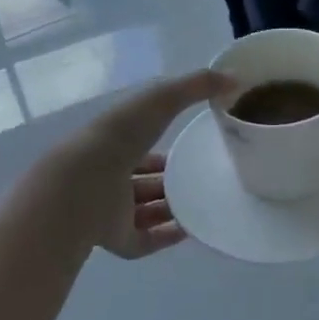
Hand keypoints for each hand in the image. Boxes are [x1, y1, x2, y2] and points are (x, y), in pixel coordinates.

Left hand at [43, 69, 227, 257]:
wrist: (83, 186)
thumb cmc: (119, 137)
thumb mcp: (161, 99)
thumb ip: (196, 85)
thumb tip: (235, 78)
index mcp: (113, 143)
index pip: (139, 143)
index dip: (161, 143)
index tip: (190, 144)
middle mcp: (110, 177)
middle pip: (143, 180)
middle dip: (169, 179)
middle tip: (203, 177)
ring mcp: (112, 211)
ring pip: (145, 210)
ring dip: (173, 207)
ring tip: (206, 202)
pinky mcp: (118, 240)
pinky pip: (147, 240)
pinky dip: (169, 236)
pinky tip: (194, 228)